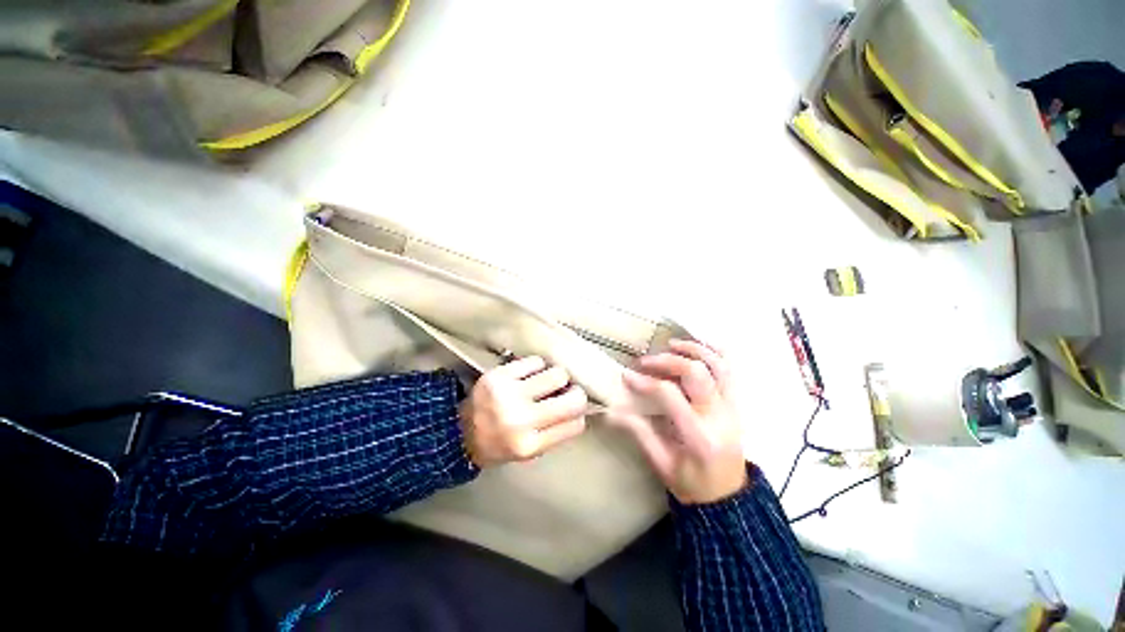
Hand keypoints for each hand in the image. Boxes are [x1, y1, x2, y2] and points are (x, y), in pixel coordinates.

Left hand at [460, 356, 588, 467]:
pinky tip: (531, 375)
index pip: (576, 425)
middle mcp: (521, 420)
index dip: (578, 416)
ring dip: (557, 379)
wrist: (459, 432)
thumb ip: (555, 434)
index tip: (573, 413)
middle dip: (576, 395)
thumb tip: (582, 409)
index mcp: (530, 445)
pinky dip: (538, 367)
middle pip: (574, 399)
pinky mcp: (497, 376)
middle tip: (567, 394)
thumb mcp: (529, 452)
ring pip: (557, 375)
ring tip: (546, 384)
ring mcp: (508, 396)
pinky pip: (535, 361)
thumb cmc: (500, 445)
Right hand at [609, 339, 746, 504]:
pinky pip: (731, 370)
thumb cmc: (691, 485)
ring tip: (671, 345)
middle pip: (697, 372)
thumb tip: (613, 412)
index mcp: (698, 436)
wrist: (726, 496)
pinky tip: (698, 347)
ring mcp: (732, 407)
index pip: (672, 396)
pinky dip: (716, 353)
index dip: (647, 382)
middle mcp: (719, 416)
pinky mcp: (737, 404)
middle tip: (646, 361)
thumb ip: (641, 435)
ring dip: (694, 349)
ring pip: (719, 364)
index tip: (628, 377)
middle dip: (669, 360)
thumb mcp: (662, 465)